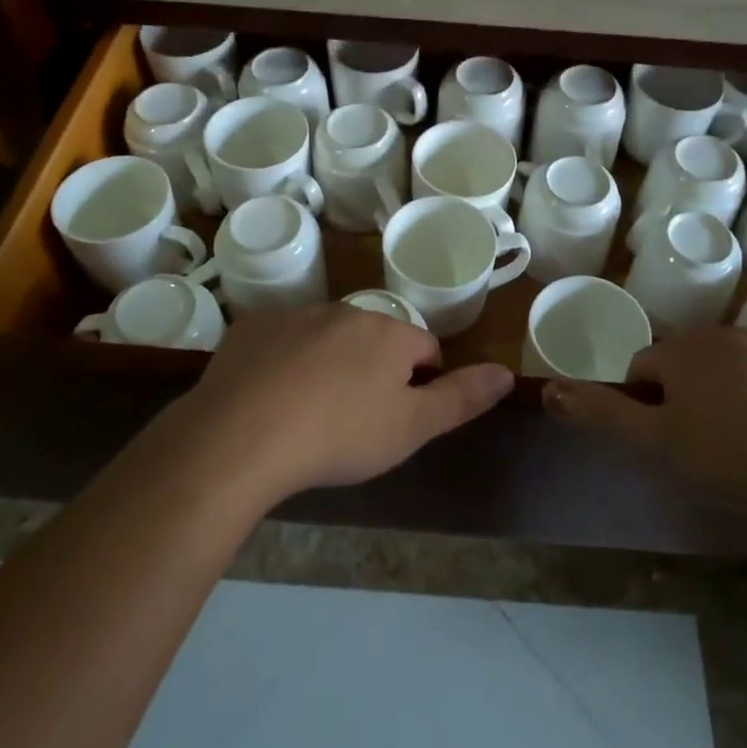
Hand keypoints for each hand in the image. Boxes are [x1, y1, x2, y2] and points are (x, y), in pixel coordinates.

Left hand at [169, 305, 514, 503]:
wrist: (239, 436)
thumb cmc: (338, 436)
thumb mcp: (410, 427)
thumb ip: (461, 398)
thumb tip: (507, 373)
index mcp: (388, 333)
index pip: (425, 349)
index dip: (421, 384)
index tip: (398, 418)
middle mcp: (345, 311)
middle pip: (375, 340)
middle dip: (373, 371)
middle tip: (353, 421)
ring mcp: (295, 315)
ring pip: (328, 337)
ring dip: (330, 364)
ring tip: (309, 414)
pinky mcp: (253, 326)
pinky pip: (282, 341)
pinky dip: (284, 362)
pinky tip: (269, 399)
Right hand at [544, 326, 746, 536]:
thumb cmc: (735, 457)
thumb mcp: (658, 444)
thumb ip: (602, 413)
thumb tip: (549, 387)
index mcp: (683, 350)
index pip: (643, 366)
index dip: (646, 403)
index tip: (667, 439)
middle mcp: (726, 333)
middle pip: (690, 359)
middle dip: (690, 392)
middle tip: (709, 443)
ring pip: (739, 363)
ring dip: (735, 391)